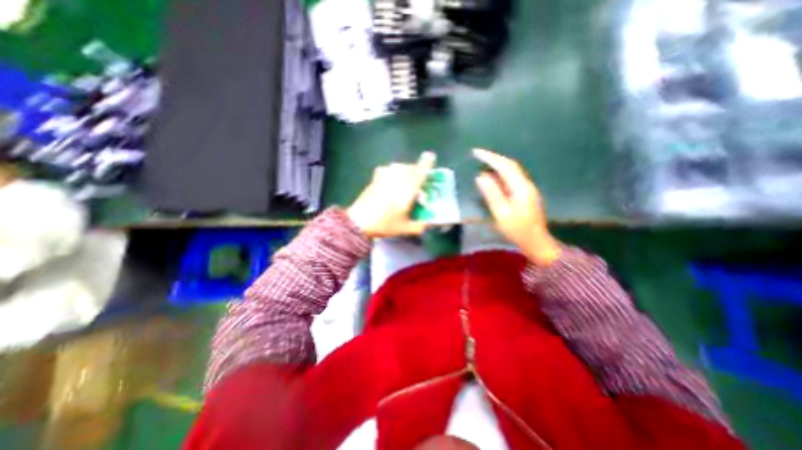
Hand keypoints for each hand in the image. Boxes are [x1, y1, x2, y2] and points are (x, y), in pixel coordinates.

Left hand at [346, 151, 435, 237]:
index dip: (426, 163)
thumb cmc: (384, 224)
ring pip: (399, 167)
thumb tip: (430, 224)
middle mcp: (397, 179)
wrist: (359, 222)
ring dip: (405, 171)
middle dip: (417, 171)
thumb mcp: (405, 228)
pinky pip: (388, 169)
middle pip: (410, 167)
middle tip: (419, 181)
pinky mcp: (375, 178)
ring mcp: (384, 177)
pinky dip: (393, 171)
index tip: (431, 156)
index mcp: (407, 189)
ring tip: (406, 181)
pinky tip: (391, 180)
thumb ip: (421, 226)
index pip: (420, 172)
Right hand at [471, 147, 558, 266]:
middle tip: (478, 154)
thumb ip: (492, 193)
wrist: (536, 242)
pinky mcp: (525, 194)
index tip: (476, 152)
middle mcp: (526, 184)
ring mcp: (527, 189)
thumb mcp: (501, 213)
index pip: (505, 166)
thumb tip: (481, 176)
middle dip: (494, 158)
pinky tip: (493, 177)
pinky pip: (512, 178)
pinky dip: (501, 173)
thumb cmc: (517, 230)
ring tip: (483, 162)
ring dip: (498, 164)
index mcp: (521, 187)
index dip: (490, 157)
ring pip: (512, 171)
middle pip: (510, 165)